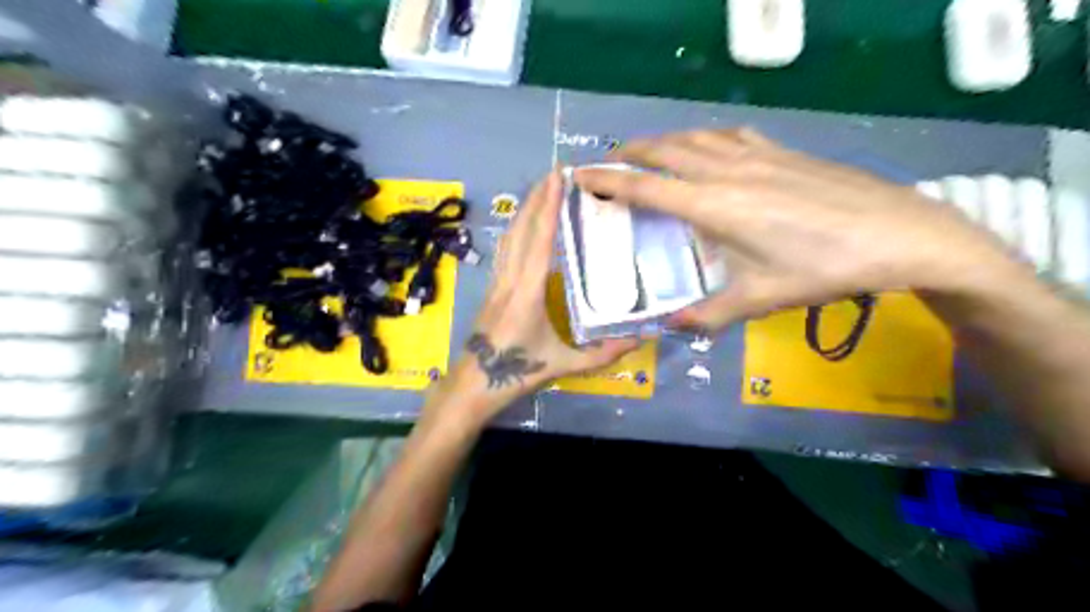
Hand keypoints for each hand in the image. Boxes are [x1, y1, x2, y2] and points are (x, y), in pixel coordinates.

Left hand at [443, 170, 640, 422]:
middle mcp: (510, 278)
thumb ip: (603, 354)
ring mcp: (498, 281)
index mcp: (528, 292)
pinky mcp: (492, 286)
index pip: (540, 241)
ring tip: (541, 189)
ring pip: (509, 236)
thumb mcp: (563, 364)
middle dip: (537, 198)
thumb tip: (641, 339)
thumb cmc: (518, 372)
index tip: (557, 179)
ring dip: (525, 210)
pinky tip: (523, 223)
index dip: (549, 208)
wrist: (474, 382)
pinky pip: (505, 249)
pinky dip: (516, 228)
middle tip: (555, 172)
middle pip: (522, 229)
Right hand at [574, 128, 1026, 332]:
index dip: (608, 180)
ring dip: (664, 141)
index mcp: (715, 206)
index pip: (646, 187)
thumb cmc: (825, 269)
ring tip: (647, 151)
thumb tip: (671, 329)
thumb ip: (710, 315)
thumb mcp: (761, 298)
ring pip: (696, 137)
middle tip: (607, 163)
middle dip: (630, 153)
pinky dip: (704, 137)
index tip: (580, 175)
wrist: (900, 234)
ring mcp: (758, 155)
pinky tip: (707, 146)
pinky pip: (730, 135)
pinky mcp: (784, 151)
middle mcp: (728, 171)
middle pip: (666, 151)